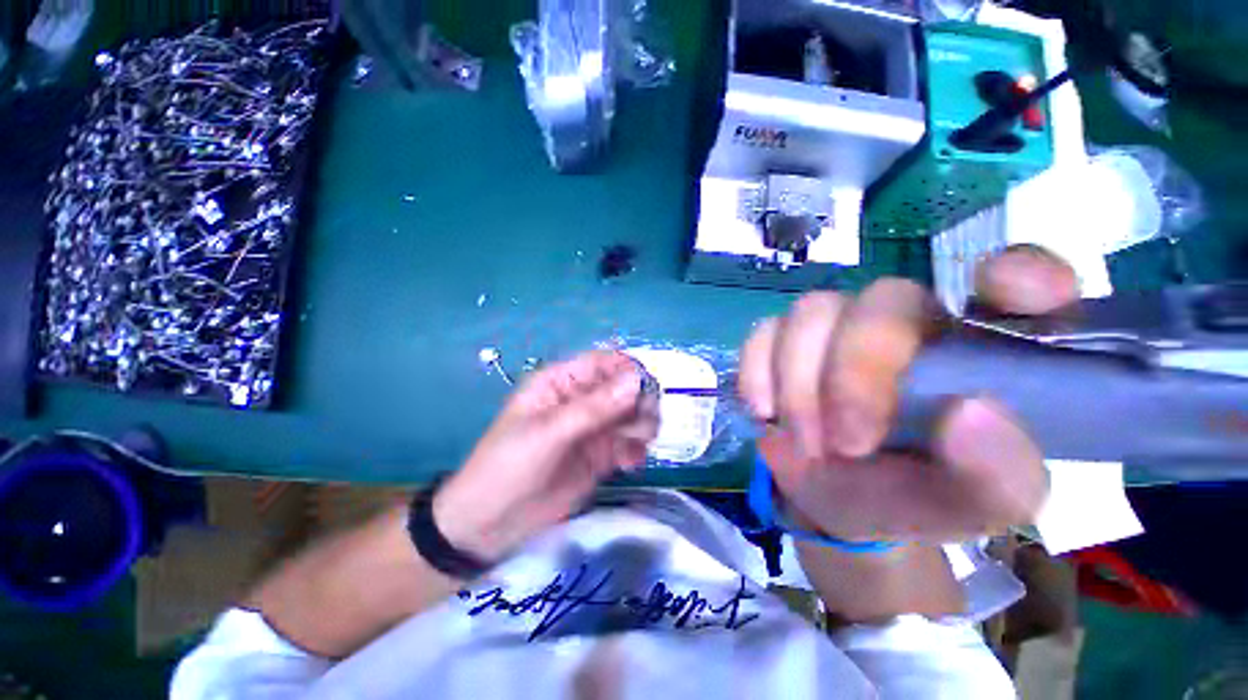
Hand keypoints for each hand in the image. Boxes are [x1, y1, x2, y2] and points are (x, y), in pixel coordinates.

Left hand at [434, 351, 658, 561]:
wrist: (492, 523)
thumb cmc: (509, 466)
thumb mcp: (548, 433)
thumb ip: (594, 407)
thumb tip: (637, 379)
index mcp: (562, 382)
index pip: (605, 363)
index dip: (629, 371)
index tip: (646, 391)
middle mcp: (582, 399)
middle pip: (625, 387)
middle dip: (641, 401)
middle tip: (643, 423)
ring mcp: (594, 427)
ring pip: (633, 413)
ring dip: (643, 425)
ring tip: (634, 446)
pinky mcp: (602, 454)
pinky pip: (630, 442)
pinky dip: (636, 449)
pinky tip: (629, 464)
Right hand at [739, 245, 1079, 543]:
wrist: (839, 501)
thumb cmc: (920, 497)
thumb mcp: (978, 504)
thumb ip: (1000, 472)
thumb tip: (973, 413)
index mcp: (979, 349)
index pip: (1015, 281)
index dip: (1019, 272)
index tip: (1007, 298)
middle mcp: (908, 323)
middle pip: (883, 299)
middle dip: (855, 372)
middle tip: (848, 444)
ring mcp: (837, 328)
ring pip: (812, 312)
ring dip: (800, 385)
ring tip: (807, 444)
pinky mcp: (784, 342)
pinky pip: (763, 332)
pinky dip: (758, 373)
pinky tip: (765, 411)